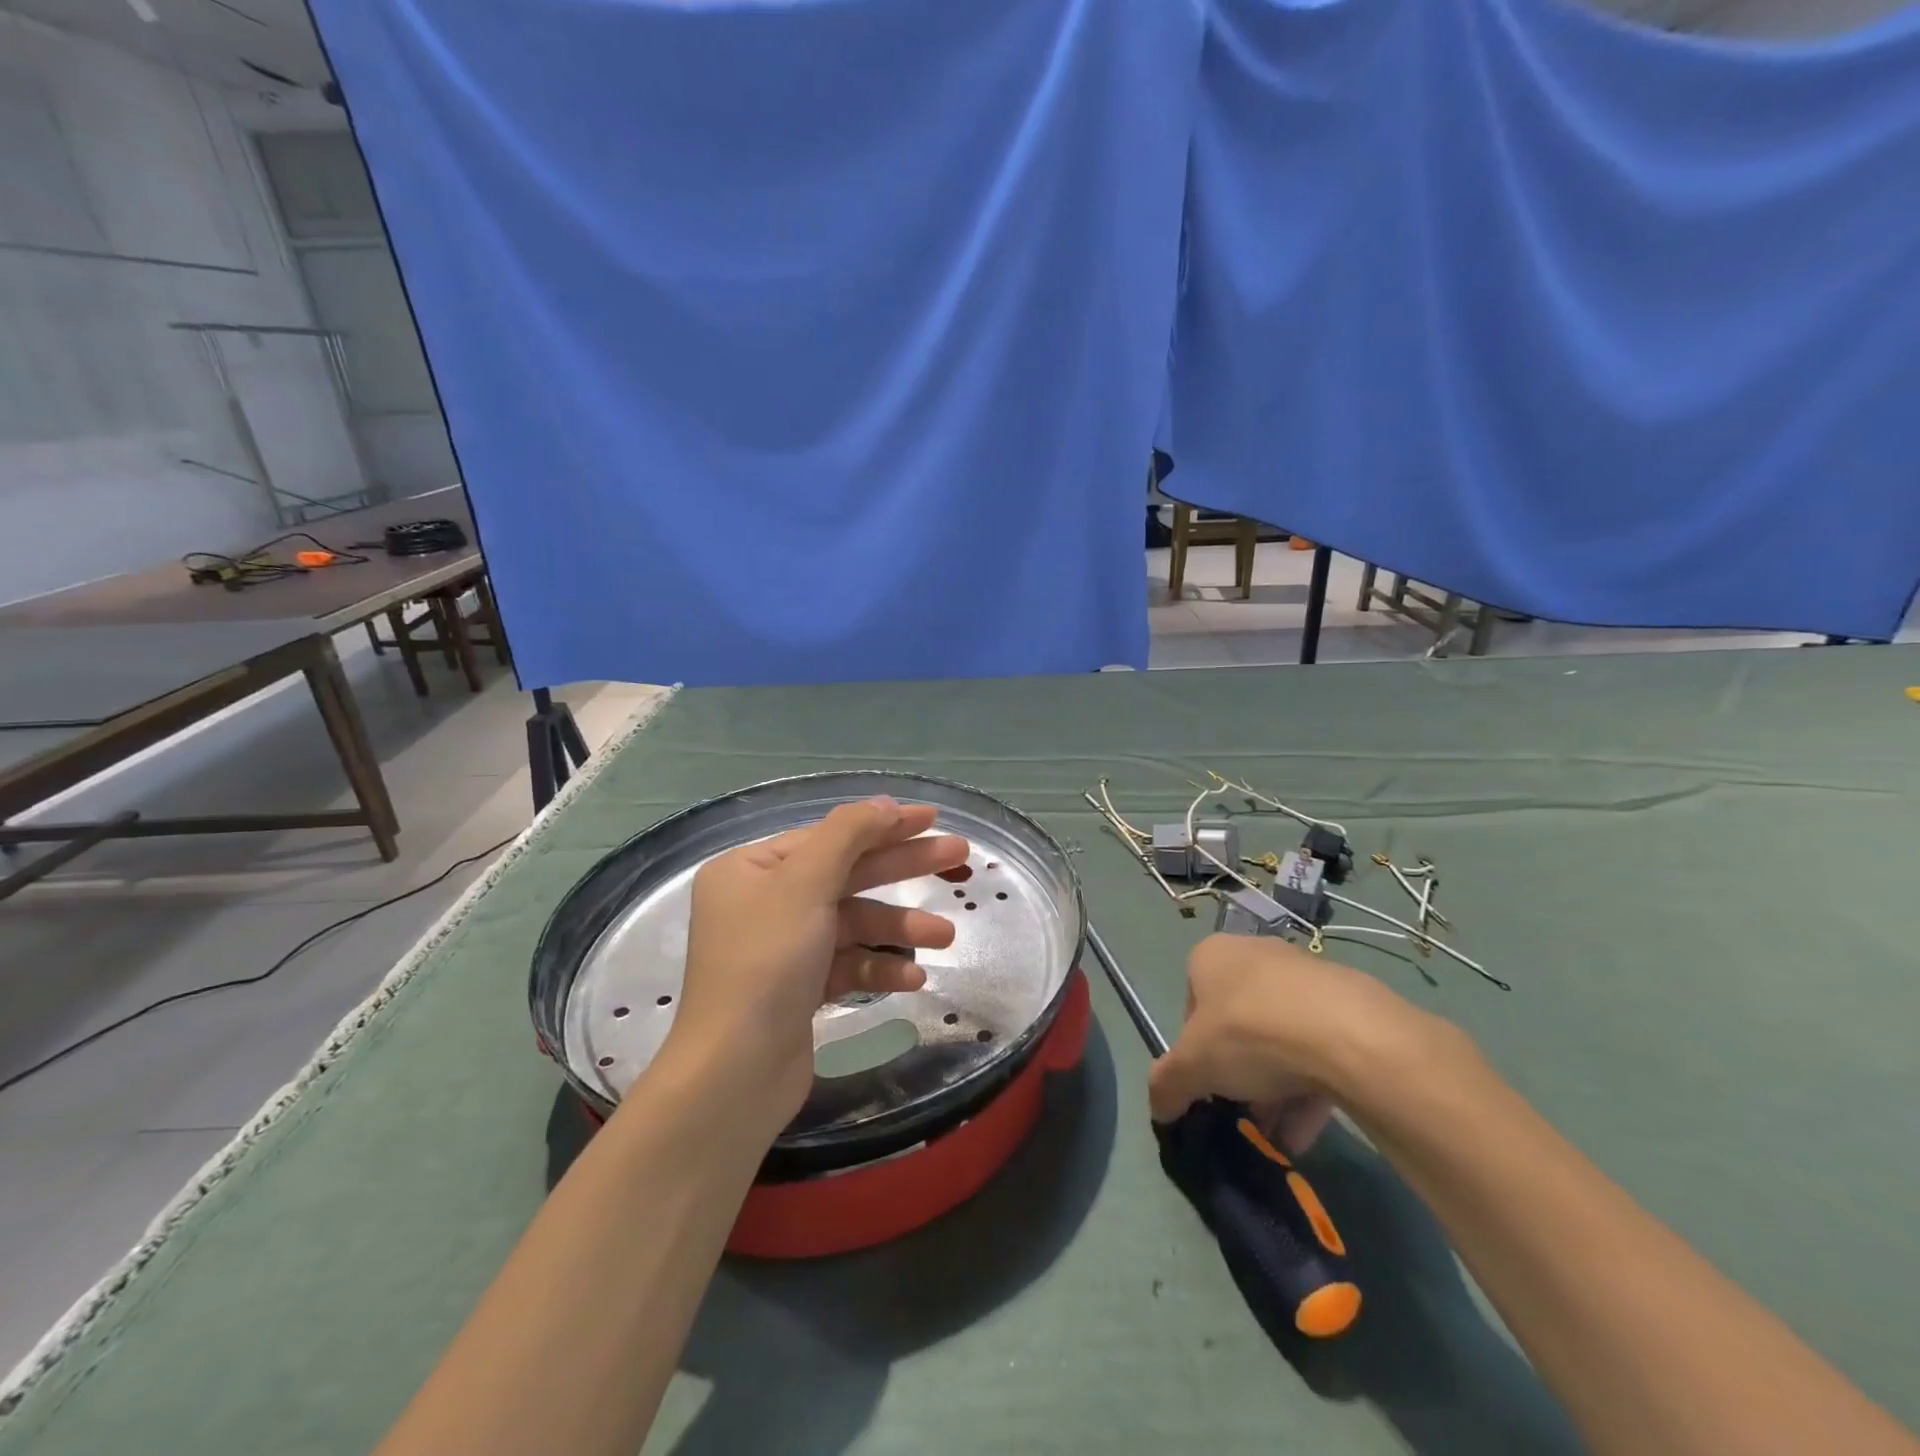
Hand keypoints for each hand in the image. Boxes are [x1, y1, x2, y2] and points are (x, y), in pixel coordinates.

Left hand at [666, 797, 968, 1132]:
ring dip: (899, 928)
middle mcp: (764, 903)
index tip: (932, 819)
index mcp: (751, 869)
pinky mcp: (800, 989)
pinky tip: (913, 977)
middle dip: (903, 868)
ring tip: (946, 936)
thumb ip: (848, 835)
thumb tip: (884, 803)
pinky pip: (847, 964)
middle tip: (960, 857)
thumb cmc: (767, 962)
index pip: (829, 835)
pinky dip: (879, 967)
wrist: (736, 1073)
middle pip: (846, 874)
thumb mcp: (805, 884)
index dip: (883, 825)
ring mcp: (783, 948)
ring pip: (853, 923)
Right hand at [1147, 934, 1443, 1152]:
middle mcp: (1255, 954)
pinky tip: (1306, 1133)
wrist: (1347, 1034)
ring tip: (1277, 1137)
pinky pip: (1318, 1048)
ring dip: (1273, 1090)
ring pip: (1279, 1039)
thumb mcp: (1191, 1066)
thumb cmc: (1249, 1033)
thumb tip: (1159, 1109)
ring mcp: (1304, 977)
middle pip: (1237, 1024)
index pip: (1190, 1005)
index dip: (1194, 1050)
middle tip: (1242, 1114)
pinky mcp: (1348, 1004)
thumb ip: (1166, 1086)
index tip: (1206, 1083)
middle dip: (1237, 1074)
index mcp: (1211, 955)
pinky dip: (1308, 1089)